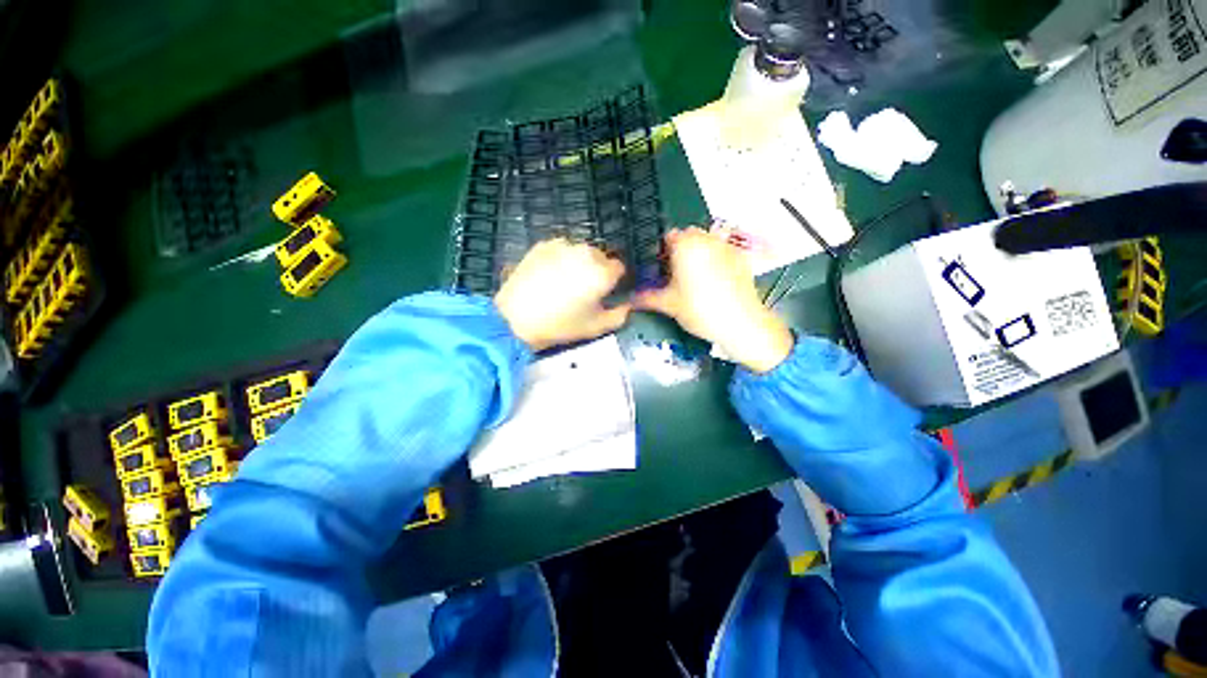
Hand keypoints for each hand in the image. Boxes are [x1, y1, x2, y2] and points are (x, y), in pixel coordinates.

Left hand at [494, 238, 630, 350]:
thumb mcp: (596, 327)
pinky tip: (549, 275)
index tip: (604, 293)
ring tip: (564, 282)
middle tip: (583, 291)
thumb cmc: (561, 325)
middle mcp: (586, 252)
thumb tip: (628, 305)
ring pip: (580, 252)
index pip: (619, 268)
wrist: (516, 317)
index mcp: (602, 272)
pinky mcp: (543, 245)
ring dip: (579, 263)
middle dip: (597, 270)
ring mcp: (563, 245)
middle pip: (600, 258)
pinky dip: (561, 259)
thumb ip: (620, 315)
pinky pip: (561, 249)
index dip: (613, 281)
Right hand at [636, 228, 793, 372]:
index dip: (661, 253)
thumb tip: (628, 298)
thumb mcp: (668, 304)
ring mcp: (726, 246)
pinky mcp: (741, 257)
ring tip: (695, 280)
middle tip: (676, 277)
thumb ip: (646, 298)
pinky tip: (715, 283)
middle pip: (687, 238)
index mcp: (685, 245)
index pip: (667, 237)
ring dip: (698, 255)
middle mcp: (706, 238)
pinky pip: (721, 252)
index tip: (659, 270)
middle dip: (680, 252)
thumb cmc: (699, 309)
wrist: (741, 322)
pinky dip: (715, 260)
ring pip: (705, 243)